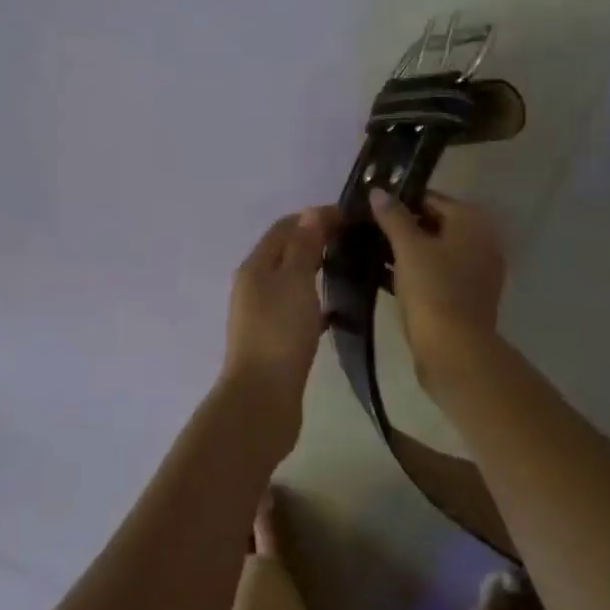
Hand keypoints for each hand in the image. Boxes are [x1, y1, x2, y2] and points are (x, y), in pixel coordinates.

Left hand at [223, 206, 342, 414]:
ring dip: (317, 269)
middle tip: (355, 240)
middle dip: (317, 240)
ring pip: (293, 280)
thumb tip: (310, 212)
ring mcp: (262, 314)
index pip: (285, 227)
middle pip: (287, 252)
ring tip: (351, 268)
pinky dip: (317, 301)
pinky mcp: (275, 339)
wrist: (262, 397)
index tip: (351, 216)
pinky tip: (340, 309)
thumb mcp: (295, 280)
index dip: (315, 216)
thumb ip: (304, 246)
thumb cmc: (280, 332)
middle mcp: (254, 285)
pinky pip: (298, 308)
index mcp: (255, 266)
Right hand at [368, 189, 507, 377]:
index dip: (400, 200)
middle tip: (367, 229)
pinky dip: (414, 272)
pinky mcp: (466, 297)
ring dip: (405, 251)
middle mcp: (481, 242)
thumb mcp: (408, 248)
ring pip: (434, 251)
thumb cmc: (433, 290)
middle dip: (401, 226)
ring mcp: (476, 272)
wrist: (454, 352)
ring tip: (369, 251)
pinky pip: (436, 274)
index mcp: (472, 222)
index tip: (371, 207)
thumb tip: (378, 190)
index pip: (431, 199)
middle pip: (434, 224)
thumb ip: (393, 216)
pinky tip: (384, 277)